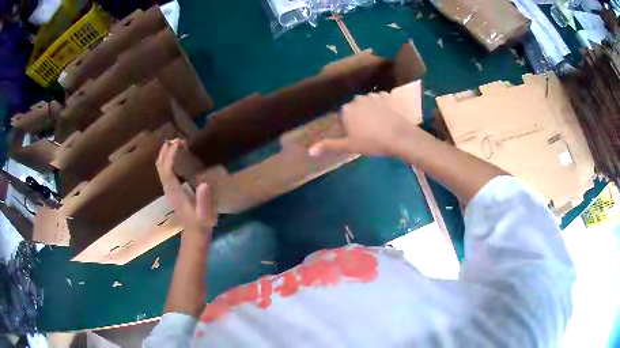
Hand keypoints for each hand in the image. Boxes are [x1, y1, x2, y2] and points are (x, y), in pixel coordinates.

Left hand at [156, 139, 216, 233]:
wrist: (195, 234)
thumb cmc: (202, 223)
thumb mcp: (206, 215)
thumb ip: (204, 201)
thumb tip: (203, 183)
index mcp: (175, 193)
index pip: (167, 170)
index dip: (170, 156)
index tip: (178, 143)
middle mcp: (168, 189)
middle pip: (160, 167)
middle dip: (166, 151)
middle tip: (176, 139)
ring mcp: (168, 190)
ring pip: (161, 168)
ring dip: (165, 154)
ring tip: (175, 142)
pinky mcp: (171, 190)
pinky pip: (165, 171)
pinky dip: (167, 160)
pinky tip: (174, 154)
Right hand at [309, 81, 422, 157]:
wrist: (399, 137)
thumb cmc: (372, 142)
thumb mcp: (350, 146)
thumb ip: (329, 146)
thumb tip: (310, 151)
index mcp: (346, 110)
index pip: (343, 116)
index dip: (349, 127)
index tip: (357, 136)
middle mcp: (357, 99)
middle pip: (355, 108)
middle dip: (359, 117)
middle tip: (369, 132)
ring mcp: (373, 95)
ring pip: (368, 103)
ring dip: (370, 110)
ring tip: (380, 125)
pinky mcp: (387, 95)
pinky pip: (381, 100)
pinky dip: (382, 106)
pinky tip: (387, 117)